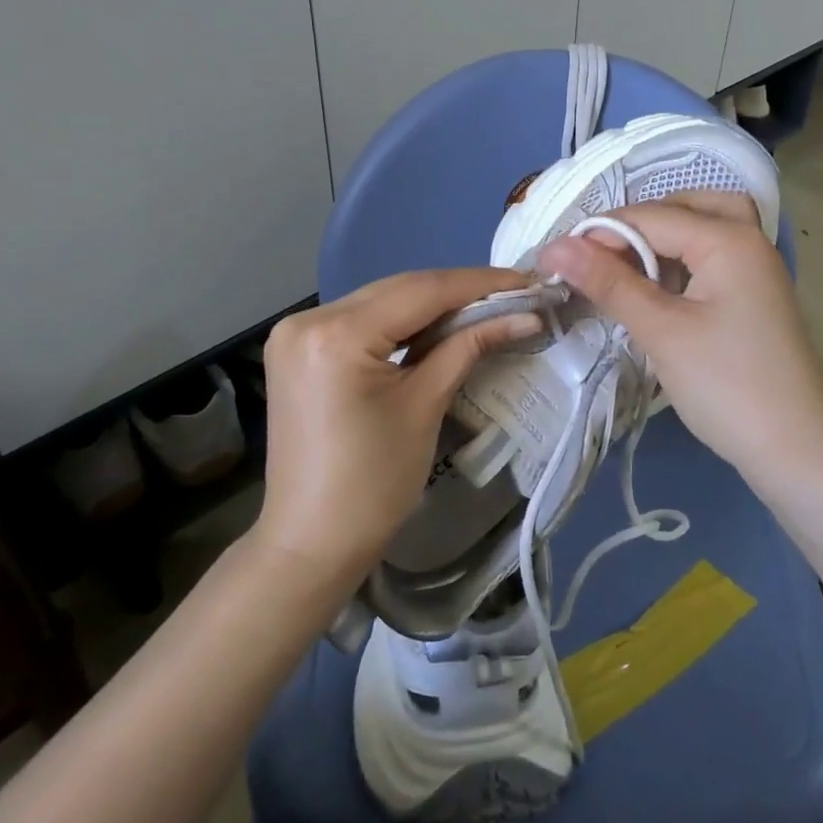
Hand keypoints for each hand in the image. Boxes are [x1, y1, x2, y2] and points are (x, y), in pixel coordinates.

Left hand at [256, 268, 540, 588]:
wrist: (311, 543)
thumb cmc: (373, 484)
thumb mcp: (425, 405)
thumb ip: (470, 346)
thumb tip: (526, 314)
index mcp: (336, 334)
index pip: (421, 291)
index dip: (479, 283)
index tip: (527, 280)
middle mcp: (309, 318)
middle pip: (398, 290)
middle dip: (458, 291)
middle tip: (513, 292)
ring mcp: (296, 332)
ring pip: (380, 301)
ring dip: (430, 303)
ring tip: (485, 305)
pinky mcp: (298, 349)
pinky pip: (360, 320)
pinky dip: (400, 321)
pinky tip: (437, 324)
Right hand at [538, 193, 822, 482]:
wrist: (799, 453)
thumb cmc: (728, 386)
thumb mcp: (662, 331)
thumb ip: (609, 283)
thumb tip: (555, 246)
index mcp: (729, 239)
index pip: (650, 216)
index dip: (598, 233)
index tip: (553, 260)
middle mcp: (748, 241)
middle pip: (687, 207)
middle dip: (639, 224)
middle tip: (598, 256)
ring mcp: (757, 270)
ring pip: (704, 230)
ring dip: (663, 240)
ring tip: (622, 267)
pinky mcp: (754, 298)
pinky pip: (713, 259)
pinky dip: (681, 261)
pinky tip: (655, 289)